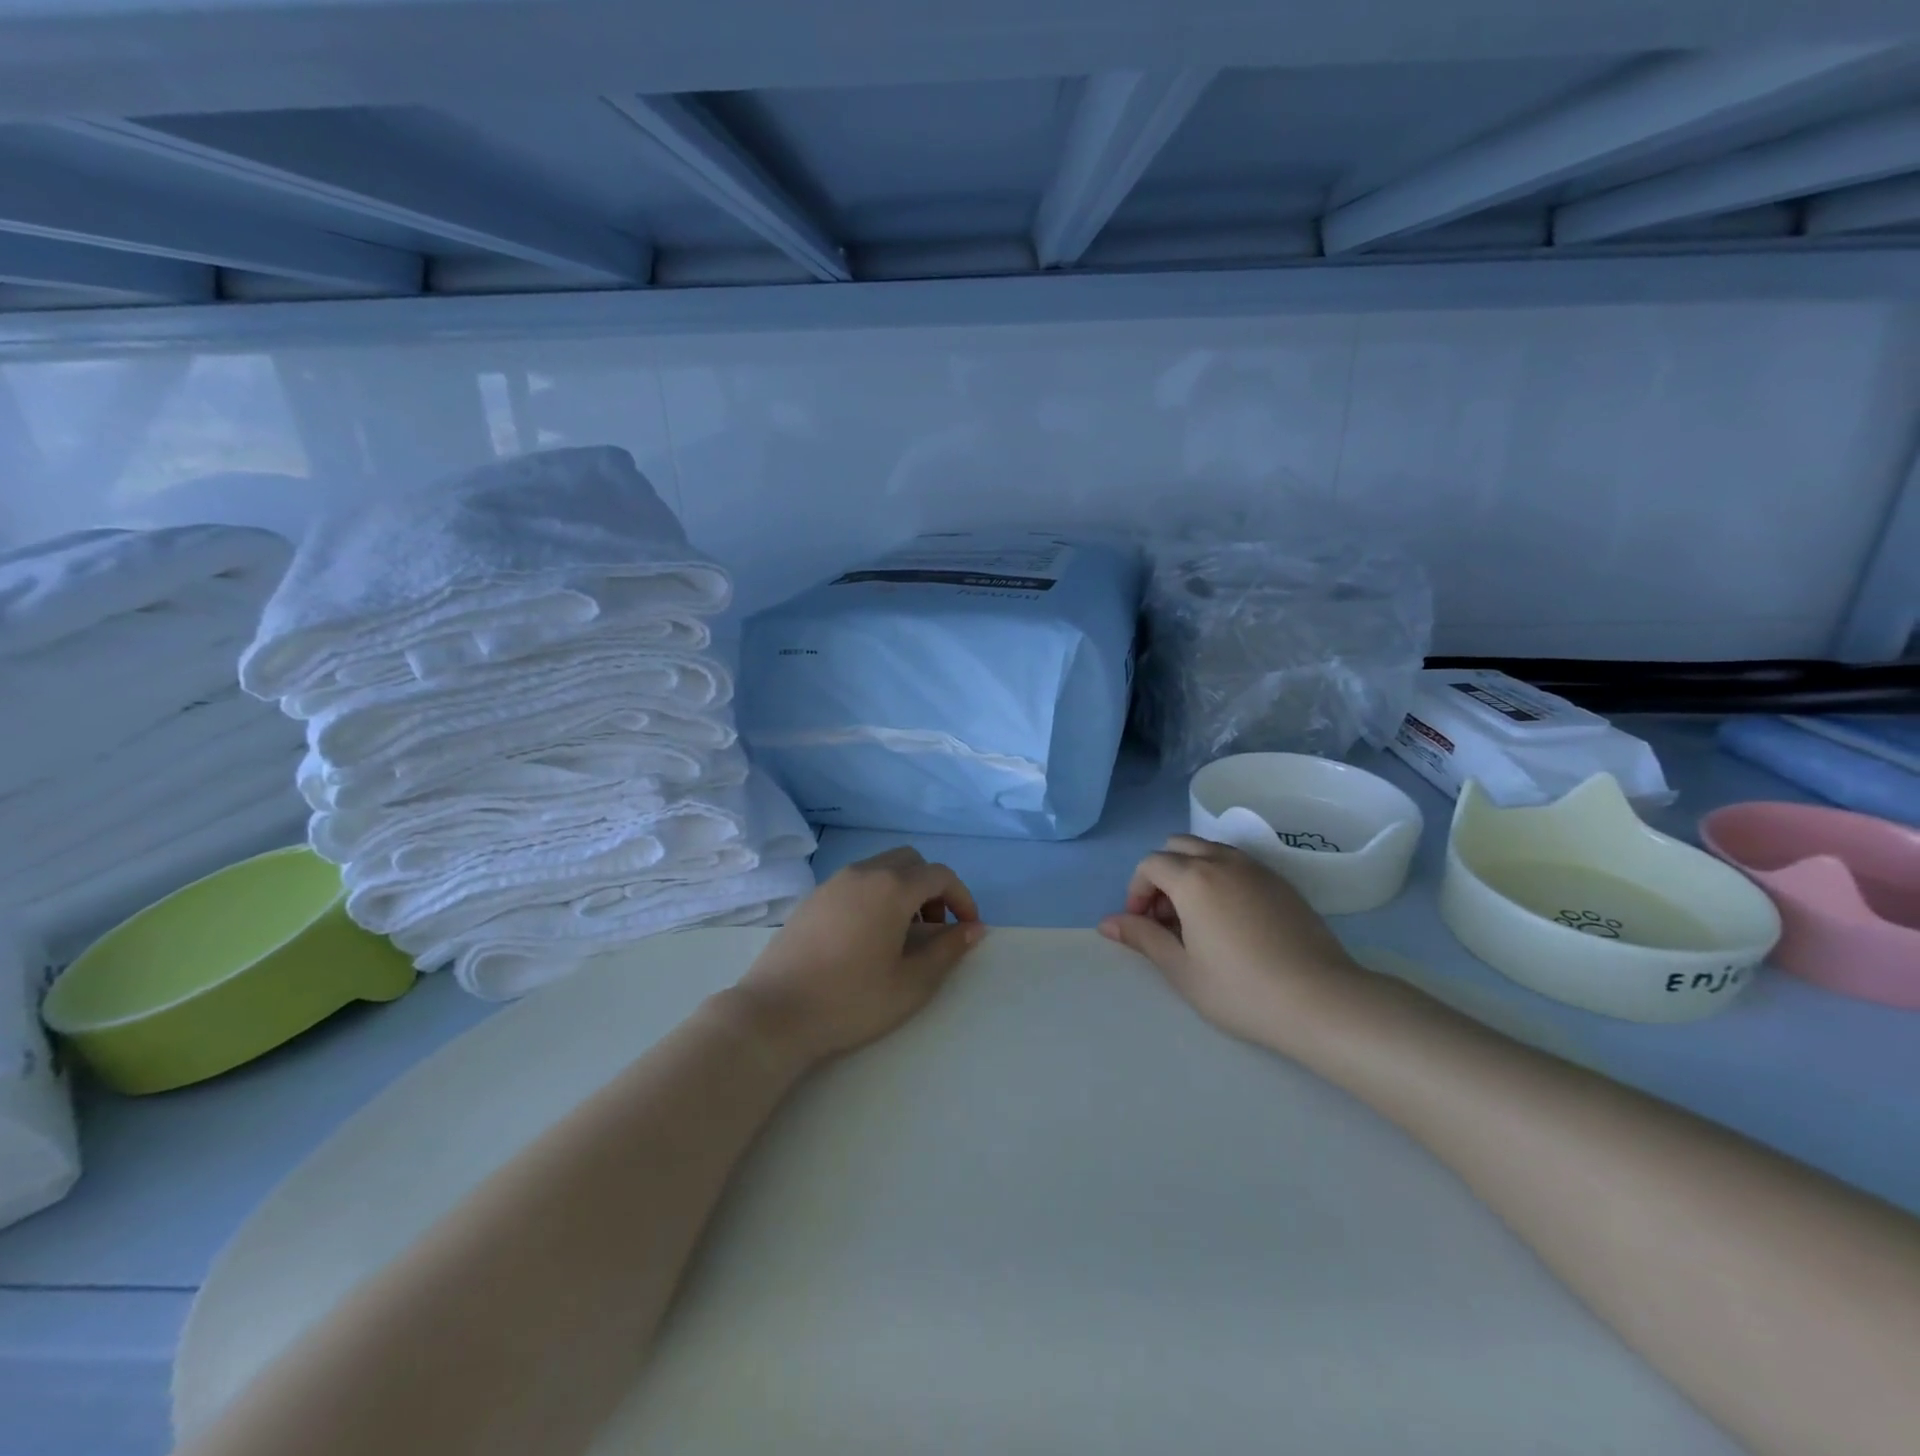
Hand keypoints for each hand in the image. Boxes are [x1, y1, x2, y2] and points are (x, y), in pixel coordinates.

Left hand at [725, 848, 985, 1061]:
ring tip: (901, 936)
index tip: (967, 928)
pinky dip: (875, 895)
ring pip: (881, 868)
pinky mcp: (812, 898)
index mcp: (892, 888)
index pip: (940, 875)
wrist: (775, 1013)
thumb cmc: (851, 1000)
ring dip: (902, 890)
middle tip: (934, 928)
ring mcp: (833, 883)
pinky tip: (866, 937)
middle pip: (910, 862)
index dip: (962, 897)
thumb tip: (974, 929)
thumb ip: (947, 951)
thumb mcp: (911, 983)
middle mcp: (863, 873)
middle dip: (932, 888)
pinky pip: (856, 882)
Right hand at [1099, 835, 1362, 1047]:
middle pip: (1178, 846)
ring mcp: (1256, 869)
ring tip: (1197, 918)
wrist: (1321, 1001)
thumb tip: (1107, 923)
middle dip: (1162, 874)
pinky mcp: (1282, 882)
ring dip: (1191, 872)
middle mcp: (1223, 861)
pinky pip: (1238, 864)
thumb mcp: (1181, 970)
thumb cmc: (1241, 990)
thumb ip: (1142, 938)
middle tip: (1167, 917)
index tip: (1141, 925)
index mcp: (1193, 878)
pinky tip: (1230, 920)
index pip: (1150, 864)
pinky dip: (1221, 877)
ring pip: (1210, 850)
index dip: (1137, 890)